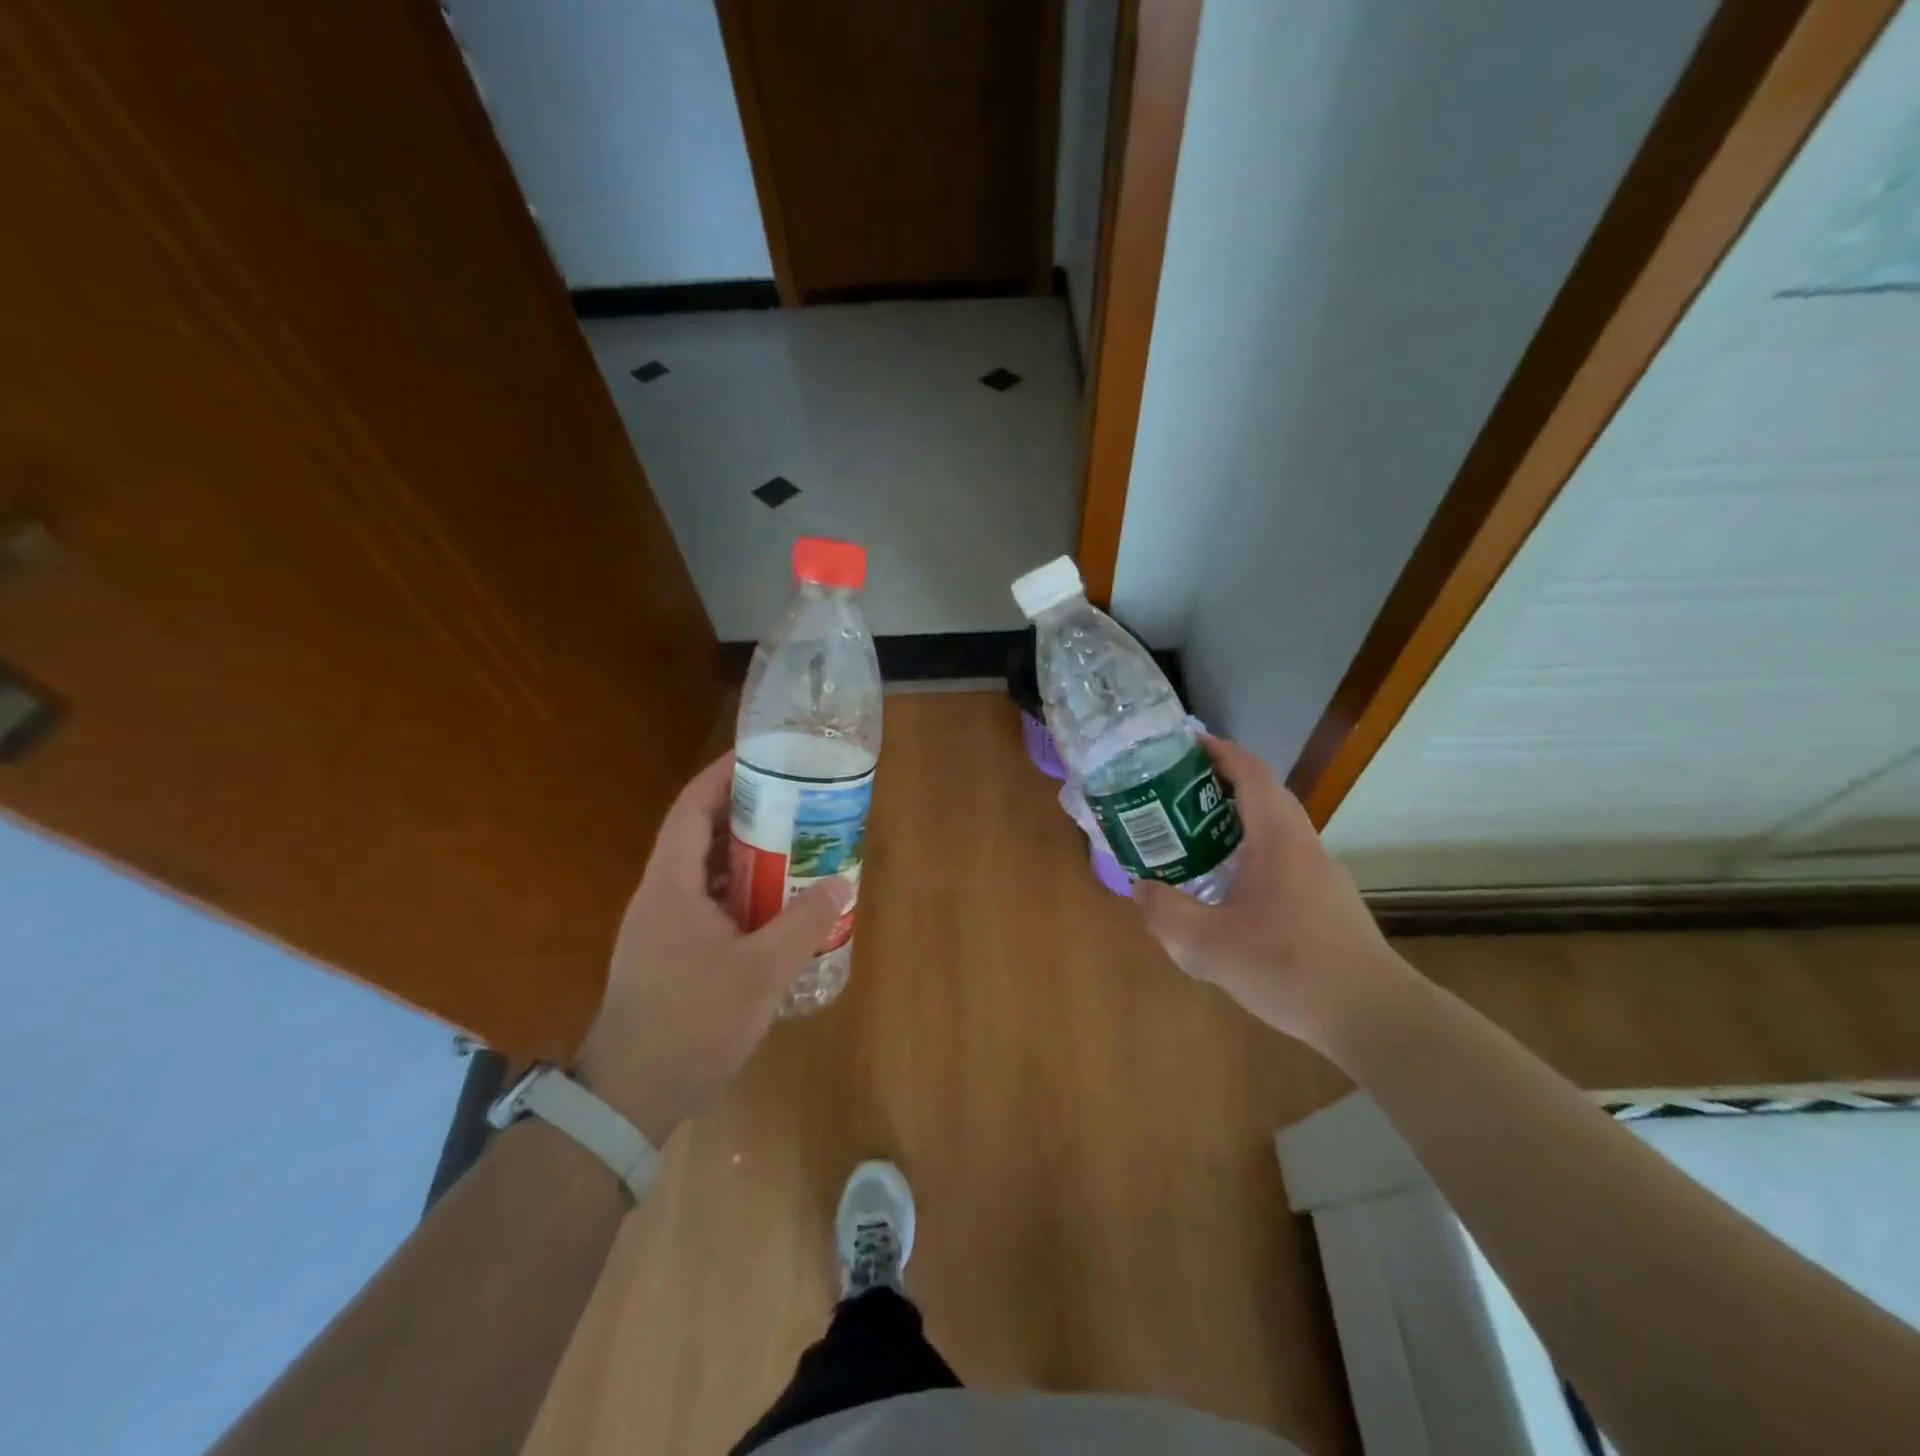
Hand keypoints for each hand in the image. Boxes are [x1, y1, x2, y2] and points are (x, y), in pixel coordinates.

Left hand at [576, 752, 850, 1144]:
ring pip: (707, 871)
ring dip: (747, 854)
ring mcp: (662, 926)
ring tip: (795, 844)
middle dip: (746, 811)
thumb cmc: (692, 1023)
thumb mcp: (760, 972)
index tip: (761, 756)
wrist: (632, 1097)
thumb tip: (842, 881)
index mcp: (671, 885)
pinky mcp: (670, 952)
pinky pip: (709, 902)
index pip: (691, 809)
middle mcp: (661, 895)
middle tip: (795, 801)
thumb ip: (804, 924)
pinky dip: (741, 891)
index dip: (722, 776)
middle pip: (701, 834)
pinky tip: (777, 904)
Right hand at [1131, 734, 1413, 1052]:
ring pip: (1275, 827)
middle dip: (1221, 782)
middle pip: (1264, 794)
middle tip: (1177, 789)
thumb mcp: (1209, 946)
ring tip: (1194, 833)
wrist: (1373, 1015)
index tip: (1185, 744)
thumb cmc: (1290, 968)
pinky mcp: (1326, 900)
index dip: (1219, 752)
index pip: (1251, 773)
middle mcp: (1303, 845)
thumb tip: (1141, 887)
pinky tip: (1228, 885)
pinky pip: (1283, 856)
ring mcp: (1321, 873)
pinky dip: (1251, 849)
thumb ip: (1166, 912)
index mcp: (1277, 839)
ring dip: (1237, 818)